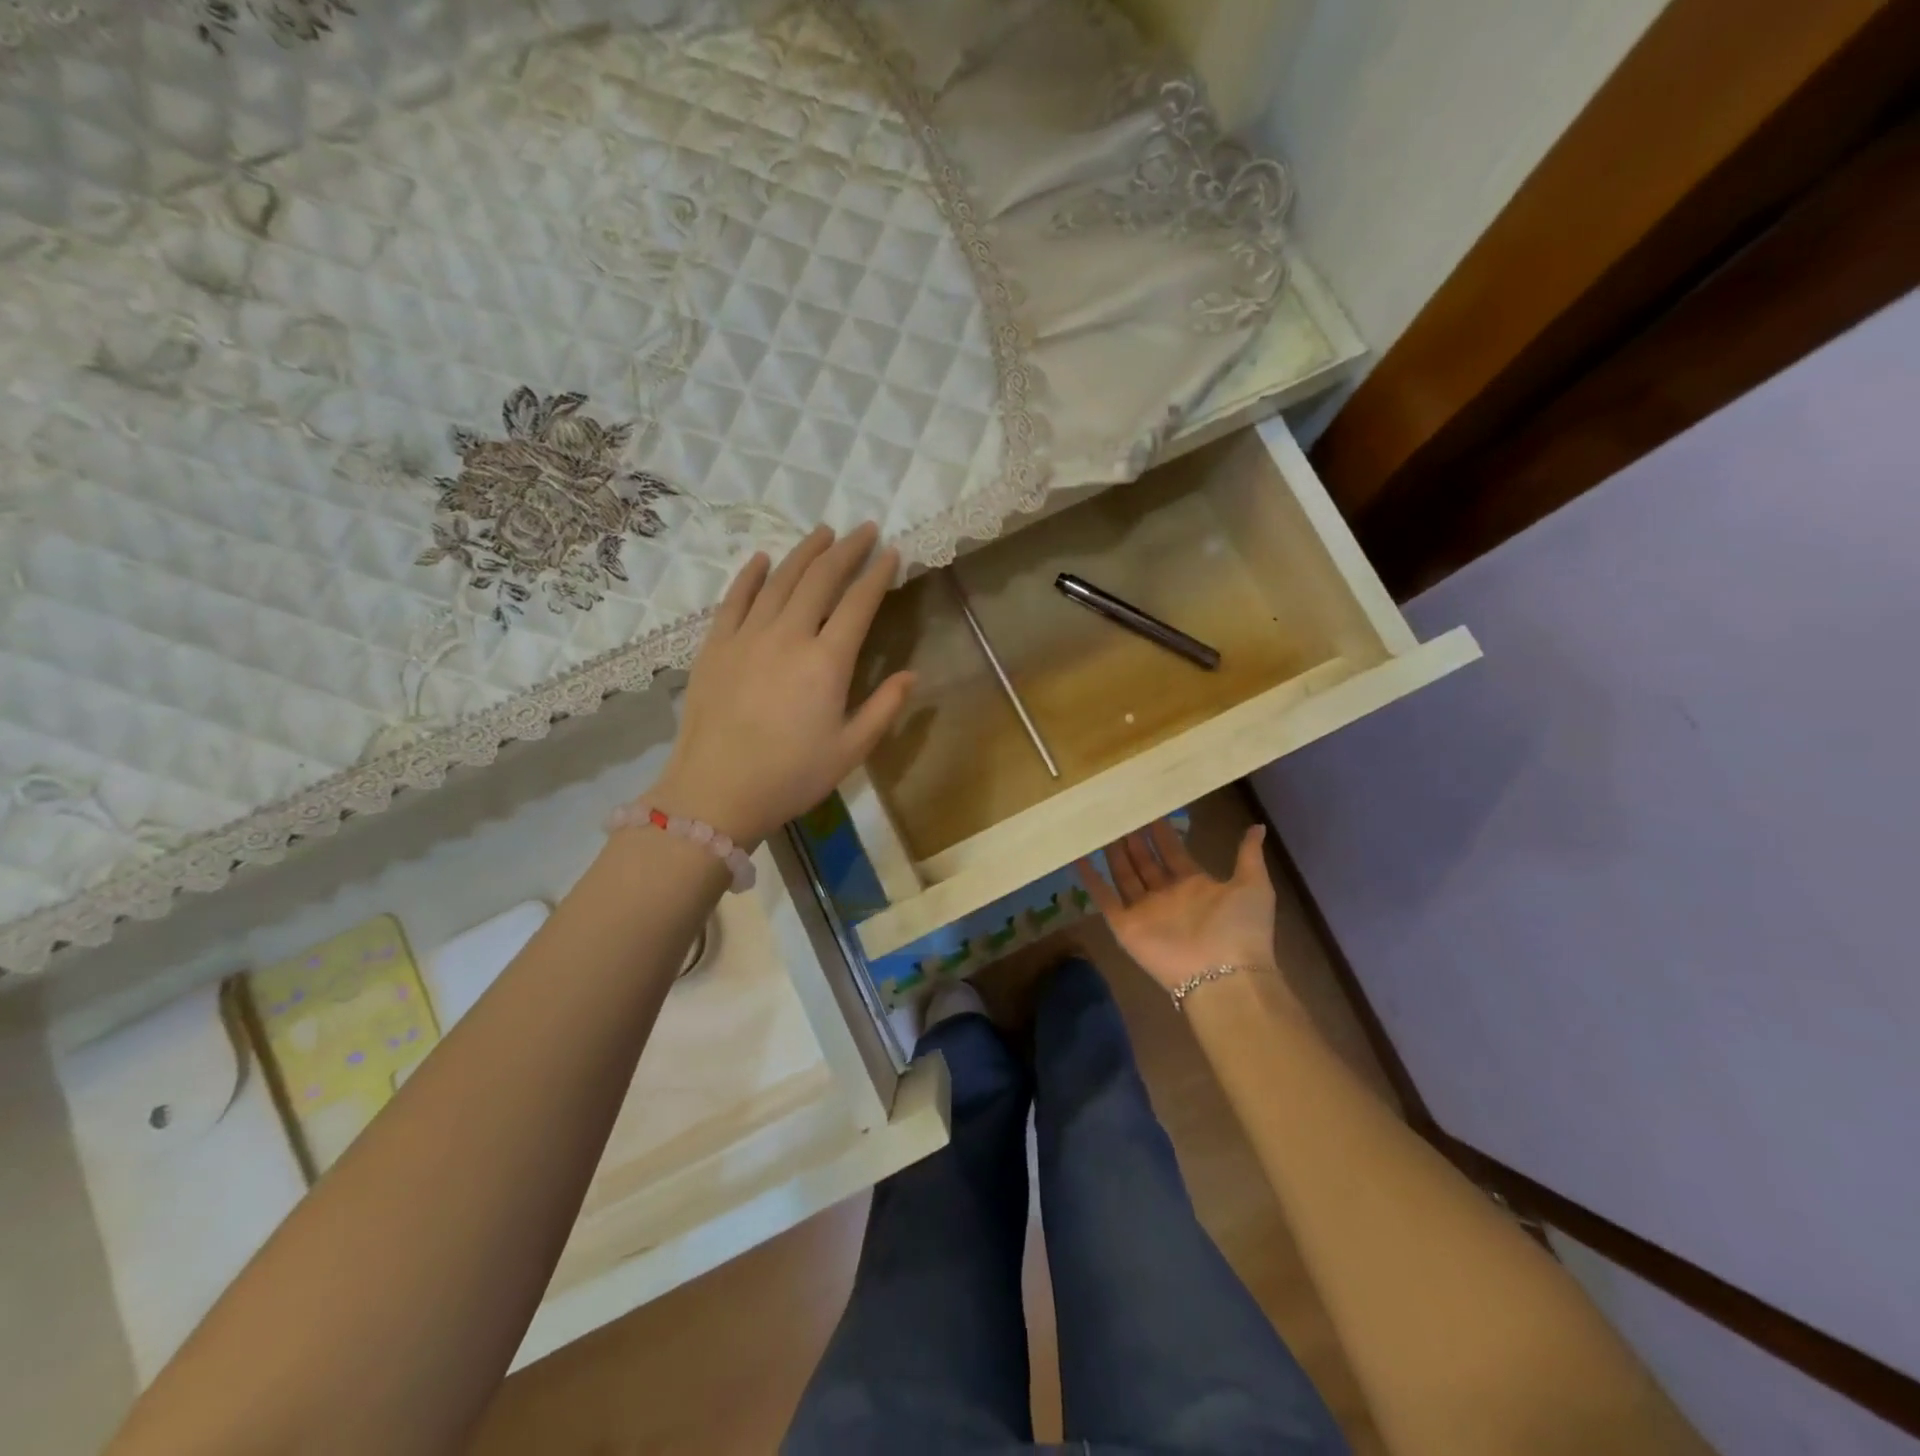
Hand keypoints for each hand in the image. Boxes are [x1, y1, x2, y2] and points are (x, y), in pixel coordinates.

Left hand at [650, 524, 913, 846]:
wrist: (715, 792)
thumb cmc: (791, 777)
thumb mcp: (850, 751)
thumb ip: (884, 708)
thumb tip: (912, 674)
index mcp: (827, 662)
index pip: (858, 603)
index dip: (877, 574)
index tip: (891, 552)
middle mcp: (788, 636)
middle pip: (820, 580)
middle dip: (846, 550)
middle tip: (864, 529)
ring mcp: (747, 636)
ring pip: (779, 580)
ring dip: (804, 553)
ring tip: (822, 532)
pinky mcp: (714, 646)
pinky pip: (734, 599)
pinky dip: (750, 575)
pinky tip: (763, 559)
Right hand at [1077, 820, 1278, 992]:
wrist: (1225, 974)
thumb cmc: (1240, 927)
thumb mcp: (1254, 884)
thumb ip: (1248, 855)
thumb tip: (1257, 826)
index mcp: (1195, 885)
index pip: (1173, 852)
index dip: (1162, 832)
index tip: (1150, 808)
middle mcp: (1167, 896)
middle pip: (1145, 862)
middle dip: (1134, 839)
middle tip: (1120, 811)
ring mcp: (1145, 911)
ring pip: (1124, 875)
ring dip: (1113, 853)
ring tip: (1101, 827)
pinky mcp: (1126, 926)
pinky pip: (1104, 899)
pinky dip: (1091, 879)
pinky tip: (1079, 857)